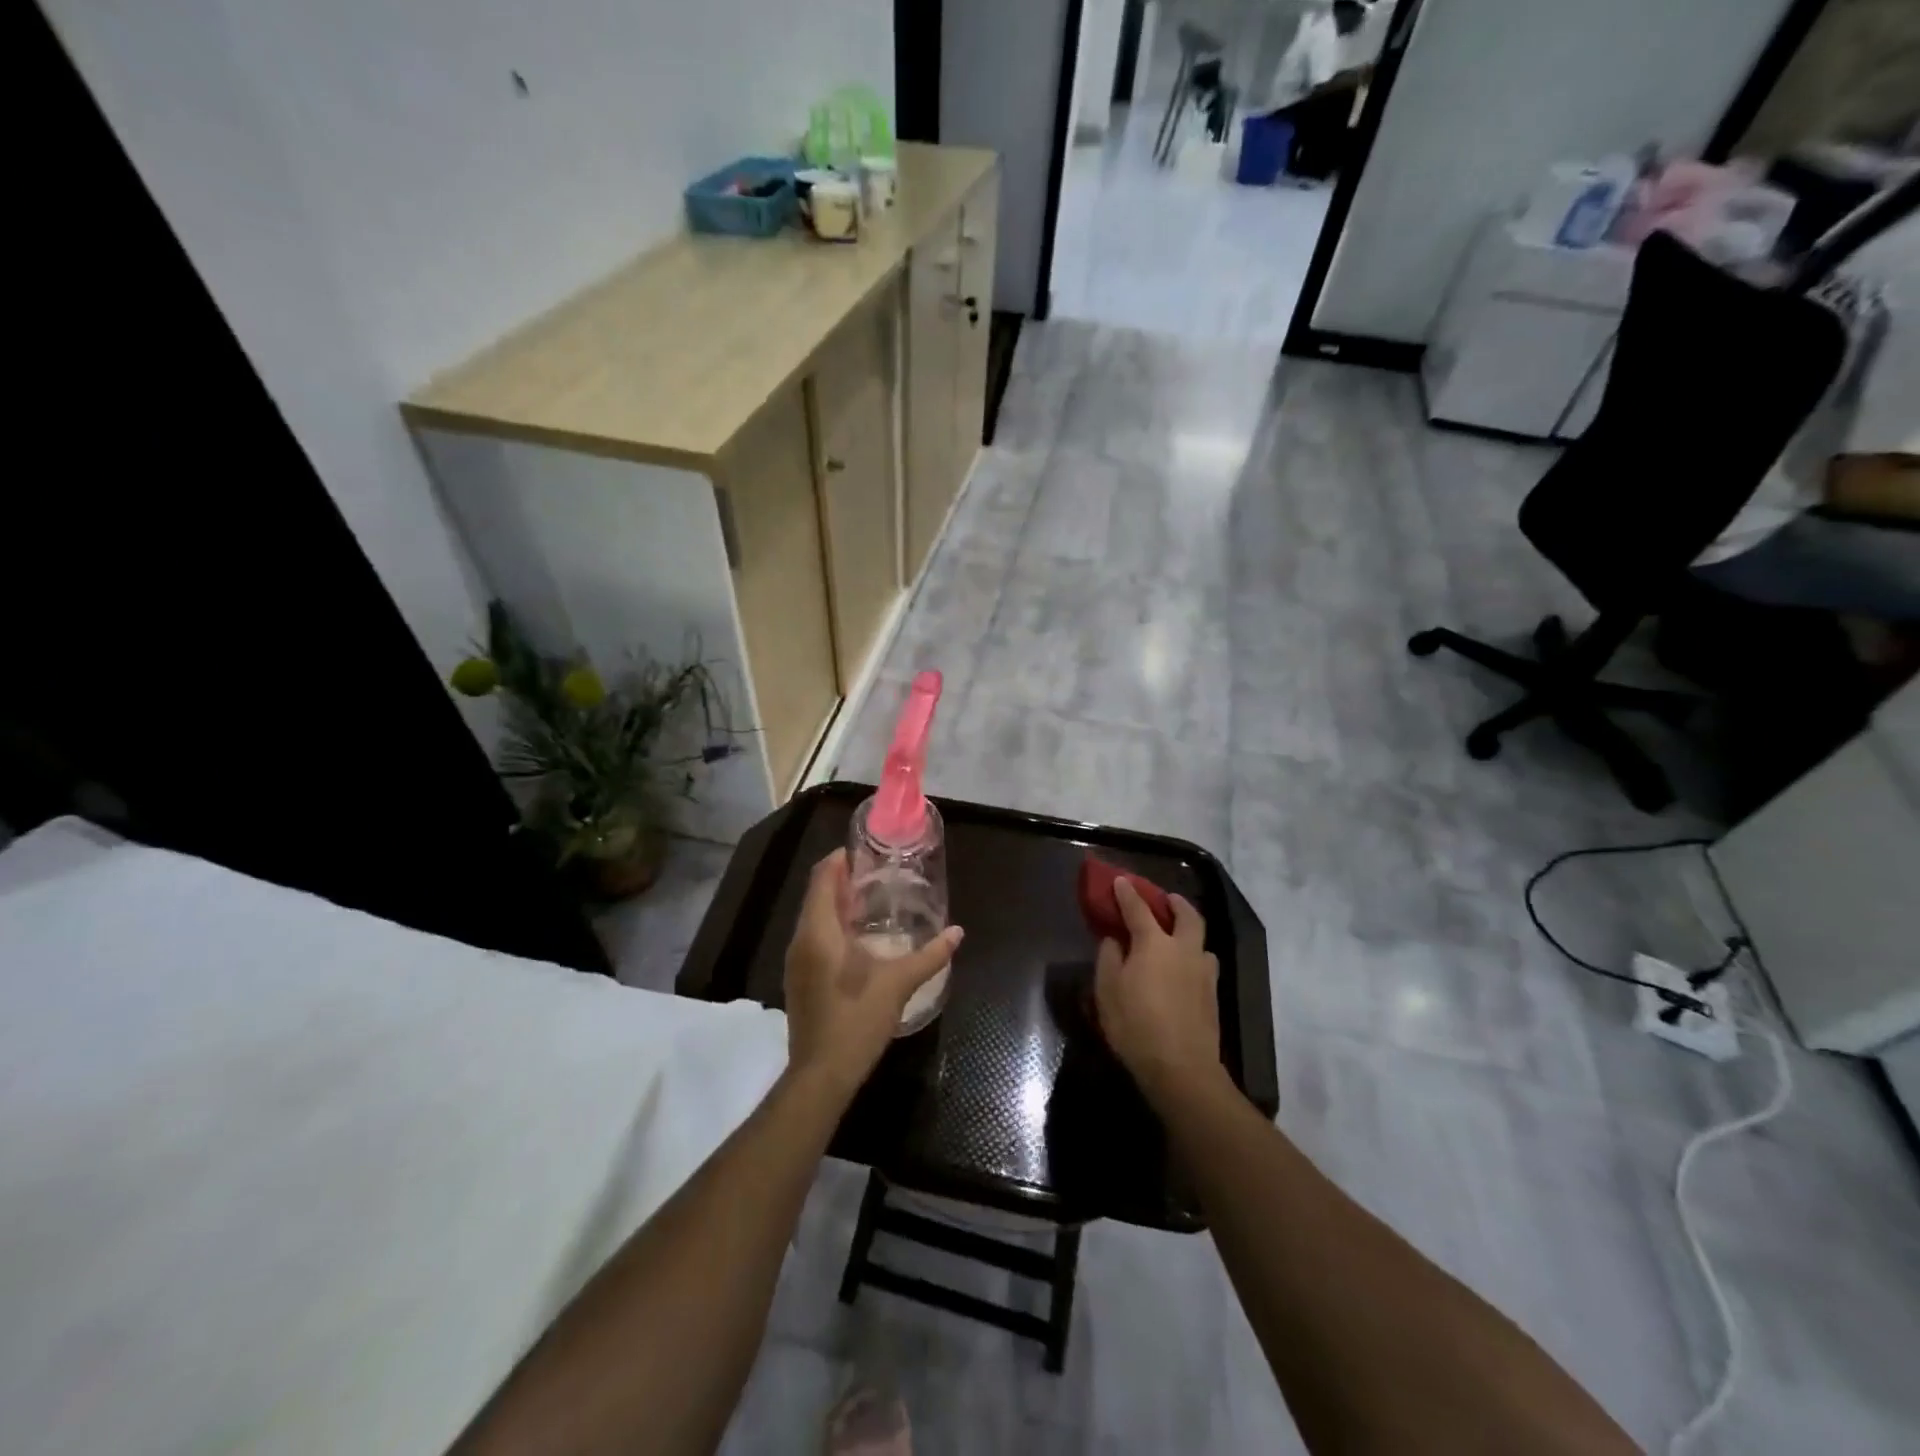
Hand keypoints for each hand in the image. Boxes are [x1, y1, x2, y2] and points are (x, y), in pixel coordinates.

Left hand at [783, 850, 962, 1096]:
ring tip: (872, 900)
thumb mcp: (897, 985)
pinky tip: (859, 937)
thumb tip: (957, 932)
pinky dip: (833, 925)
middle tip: (877, 873)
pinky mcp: (800, 979)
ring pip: (814, 917)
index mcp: (819, 932)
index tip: (865, 852)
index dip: (839, 860)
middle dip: (842, 879)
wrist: (821, 1075)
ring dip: (837, 903)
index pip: (822, 879)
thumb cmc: (856, 1022)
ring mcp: (797, 962)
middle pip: (817, 895)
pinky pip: (814, 937)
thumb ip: (929, 956)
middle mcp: (801, 940)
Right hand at [1094, 879, 1223, 1103]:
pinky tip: (1185, 971)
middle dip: (1176, 903)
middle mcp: (1183, 950)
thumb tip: (1115, 940)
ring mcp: (1203, 973)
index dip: (1127, 893)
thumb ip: (1109, 957)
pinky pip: (1204, 965)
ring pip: (1202, 942)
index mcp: (1154, 943)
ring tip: (1178, 939)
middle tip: (1166, 899)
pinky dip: (1194, 958)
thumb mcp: (1107, 989)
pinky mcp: (1213, 996)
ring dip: (1190, 933)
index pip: (1138, 909)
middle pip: (1187, 916)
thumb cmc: (1135, 1024)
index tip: (1120, 880)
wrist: (1181, 1068)